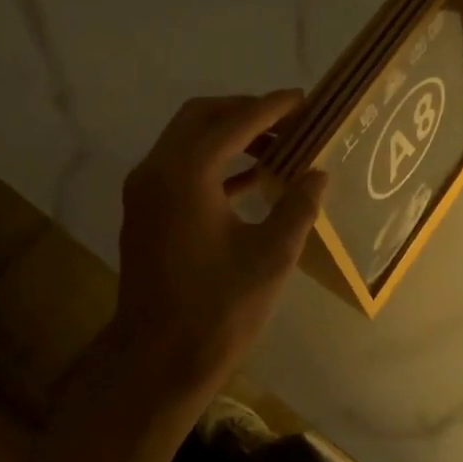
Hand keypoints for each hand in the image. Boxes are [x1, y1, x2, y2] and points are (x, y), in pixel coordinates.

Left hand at [112, 91, 327, 402]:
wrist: (156, 362)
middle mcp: (157, 170)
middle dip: (245, 111)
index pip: (234, 121)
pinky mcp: (145, 212)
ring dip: (229, 136)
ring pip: (188, 140)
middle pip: (201, 117)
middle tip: (289, 120)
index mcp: (186, 173)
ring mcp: (145, 191)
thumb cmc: (218, 309)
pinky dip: (215, 163)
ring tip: (279, 145)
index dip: (272, 107)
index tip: (304, 99)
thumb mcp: (271, 255)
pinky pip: (181, 168)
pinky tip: (253, 180)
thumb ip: (297, 205)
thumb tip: (318, 174)